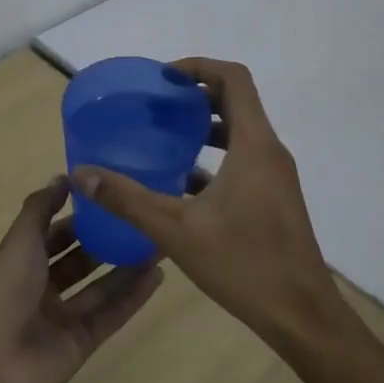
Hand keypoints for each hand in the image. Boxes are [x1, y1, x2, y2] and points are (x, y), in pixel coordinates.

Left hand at [0, 177, 162, 382]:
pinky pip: (111, 315)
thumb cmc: (0, 296)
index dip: (76, 215)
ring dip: (126, 266)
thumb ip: (40, 210)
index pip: (52, 233)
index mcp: (18, 262)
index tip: (108, 196)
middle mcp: (40, 288)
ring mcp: (61, 317)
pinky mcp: (81, 342)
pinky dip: (133, 297)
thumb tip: (62, 177)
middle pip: (78, 259)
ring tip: (159, 243)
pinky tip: (158, 275)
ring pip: (100, 287)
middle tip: (140, 219)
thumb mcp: (18, 243)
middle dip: (106, 240)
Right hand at [69, 58, 345, 348]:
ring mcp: (275, 177)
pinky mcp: (274, 199)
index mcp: (254, 144)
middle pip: (236, 101)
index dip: (198, 67)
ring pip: (240, 133)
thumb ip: (127, 199)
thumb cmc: (243, 263)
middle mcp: (270, 151)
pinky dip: (215, 159)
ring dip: (205, 128)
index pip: (233, 79)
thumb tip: (82, 174)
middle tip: (156, 105)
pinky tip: (181, 183)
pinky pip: (243, 161)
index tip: (163, 78)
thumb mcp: (176, 230)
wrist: (301, 315)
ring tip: (164, 138)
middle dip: (196, 96)